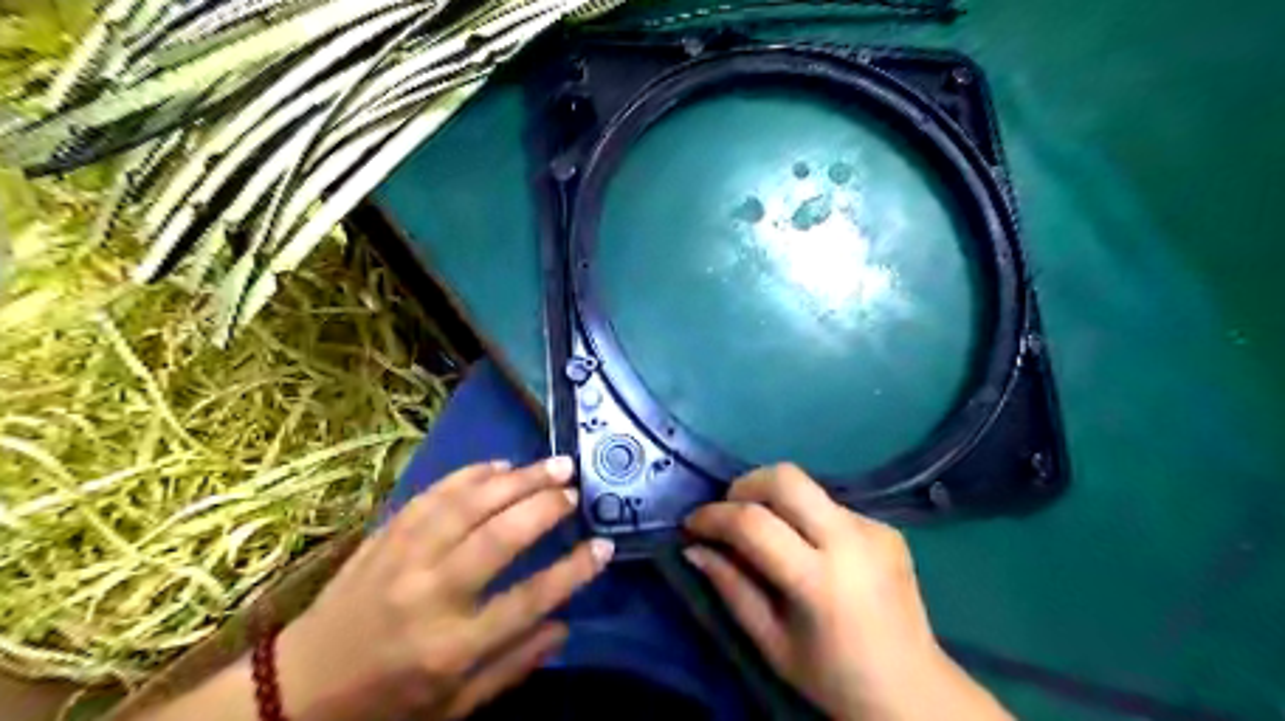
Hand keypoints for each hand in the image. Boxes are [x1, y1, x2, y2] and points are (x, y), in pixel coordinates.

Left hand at [274, 459, 611, 716]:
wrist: (295, 690)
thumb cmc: (384, 704)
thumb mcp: (454, 707)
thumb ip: (512, 665)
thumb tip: (565, 625)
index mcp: (452, 647)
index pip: (529, 599)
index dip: (573, 571)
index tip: (604, 546)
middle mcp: (431, 594)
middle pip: (500, 537)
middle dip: (545, 507)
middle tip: (576, 488)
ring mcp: (403, 559)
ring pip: (469, 505)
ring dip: (517, 479)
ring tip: (552, 464)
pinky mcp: (385, 537)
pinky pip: (434, 495)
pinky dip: (470, 475)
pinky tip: (499, 465)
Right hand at [688, 466, 1009, 717]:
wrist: (915, 692)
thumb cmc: (833, 678)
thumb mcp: (771, 643)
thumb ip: (731, 588)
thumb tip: (693, 548)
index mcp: (819, 581)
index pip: (754, 523)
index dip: (714, 516)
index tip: (692, 525)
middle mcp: (850, 541)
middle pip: (786, 477)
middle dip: (745, 485)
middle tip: (729, 513)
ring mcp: (874, 529)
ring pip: (808, 488)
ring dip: (776, 502)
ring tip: (769, 537)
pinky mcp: (886, 528)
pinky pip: (831, 507)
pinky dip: (807, 519)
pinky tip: (811, 551)